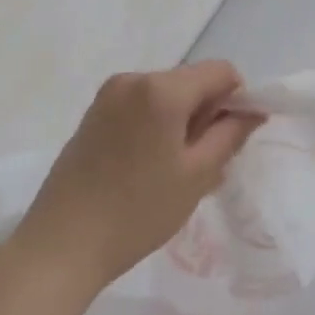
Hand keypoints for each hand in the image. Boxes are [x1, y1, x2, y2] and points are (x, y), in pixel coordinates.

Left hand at [15, 61, 263, 288]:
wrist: (63, 243)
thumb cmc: (138, 211)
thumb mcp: (196, 175)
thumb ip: (229, 134)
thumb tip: (252, 111)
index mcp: (161, 88)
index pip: (220, 72)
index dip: (238, 99)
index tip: (232, 140)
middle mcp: (132, 79)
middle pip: (190, 82)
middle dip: (207, 114)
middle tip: (204, 165)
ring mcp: (108, 95)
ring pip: (165, 96)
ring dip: (181, 123)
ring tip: (174, 172)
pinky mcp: (92, 114)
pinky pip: (139, 107)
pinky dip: (156, 126)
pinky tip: (148, 168)